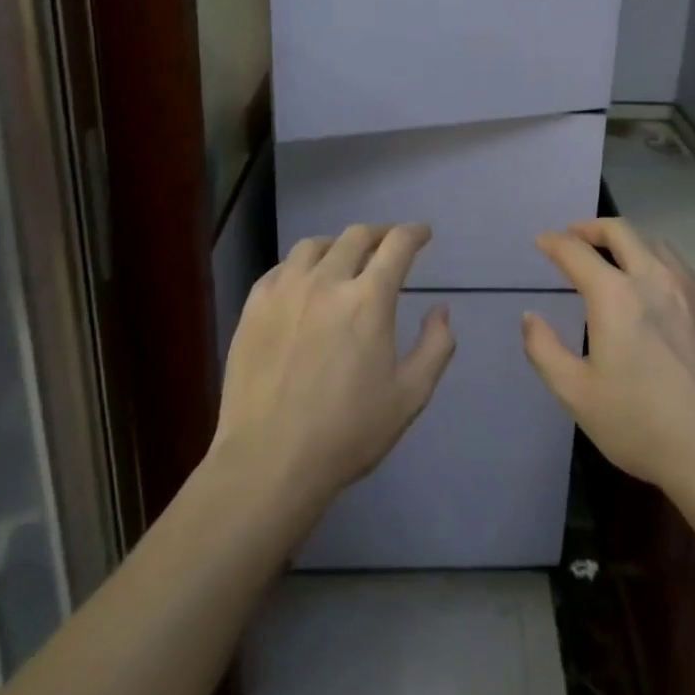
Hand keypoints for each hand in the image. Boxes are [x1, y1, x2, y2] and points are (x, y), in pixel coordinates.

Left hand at [213, 224, 456, 513]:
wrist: (270, 461)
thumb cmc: (348, 433)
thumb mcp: (410, 396)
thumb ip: (435, 346)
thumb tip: (440, 309)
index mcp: (368, 300)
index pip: (397, 245)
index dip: (414, 233)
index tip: (422, 233)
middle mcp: (327, 282)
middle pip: (356, 236)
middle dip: (379, 234)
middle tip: (388, 243)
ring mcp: (285, 291)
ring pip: (314, 245)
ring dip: (338, 245)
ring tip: (344, 258)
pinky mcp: (254, 307)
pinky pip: (280, 268)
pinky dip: (300, 266)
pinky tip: (303, 283)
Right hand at [523, 218, 694, 494]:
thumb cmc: (642, 425)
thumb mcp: (577, 395)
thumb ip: (544, 350)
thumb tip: (530, 317)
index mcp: (615, 295)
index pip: (575, 251)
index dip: (554, 242)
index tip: (542, 242)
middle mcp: (654, 278)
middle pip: (620, 231)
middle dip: (591, 228)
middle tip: (575, 237)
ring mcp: (692, 290)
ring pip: (655, 243)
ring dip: (628, 241)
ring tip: (615, 258)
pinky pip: (682, 267)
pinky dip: (658, 263)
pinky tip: (657, 288)